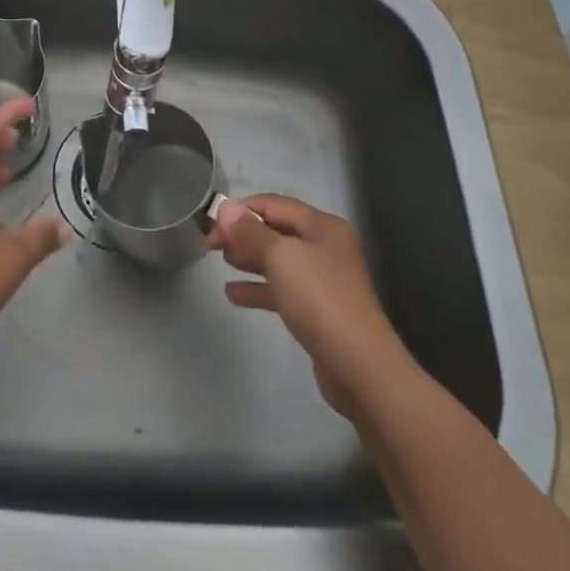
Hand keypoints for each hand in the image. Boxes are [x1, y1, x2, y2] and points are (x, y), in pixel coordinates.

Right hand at [207, 194, 411, 416]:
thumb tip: (225, 206)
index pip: (274, 204)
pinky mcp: (318, 310)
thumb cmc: (319, 299)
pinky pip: (282, 289)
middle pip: (276, 230)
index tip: (210, 225)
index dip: (240, 210)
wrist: (359, 366)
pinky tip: (233, 293)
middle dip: (243, 233)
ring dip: (249, 258)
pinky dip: (258, 288)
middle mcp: (325, 246)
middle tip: (211, 245)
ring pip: (278, 260)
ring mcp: (323, 279)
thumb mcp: (280, 257)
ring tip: (221, 262)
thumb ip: (250, 231)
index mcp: (322, 225)